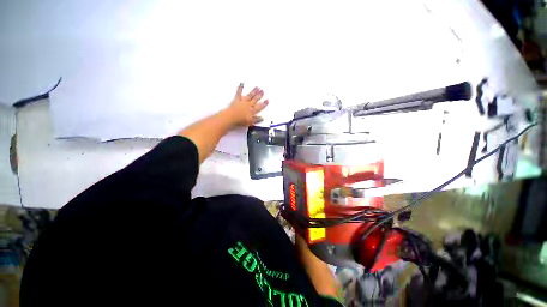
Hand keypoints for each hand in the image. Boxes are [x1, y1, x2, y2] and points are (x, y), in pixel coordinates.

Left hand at [226, 83, 268, 126]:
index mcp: (252, 111)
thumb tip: (262, 118)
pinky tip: (242, 83)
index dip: (264, 104)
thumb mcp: (250, 122)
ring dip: (254, 91)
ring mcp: (243, 101)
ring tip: (257, 87)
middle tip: (263, 91)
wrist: (231, 117)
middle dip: (259, 95)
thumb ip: (257, 119)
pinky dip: (240, 87)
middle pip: (255, 99)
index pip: (260, 107)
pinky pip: (239, 92)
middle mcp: (249, 105)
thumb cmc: (240, 121)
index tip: (267, 100)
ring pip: (250, 95)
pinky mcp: (237, 99)